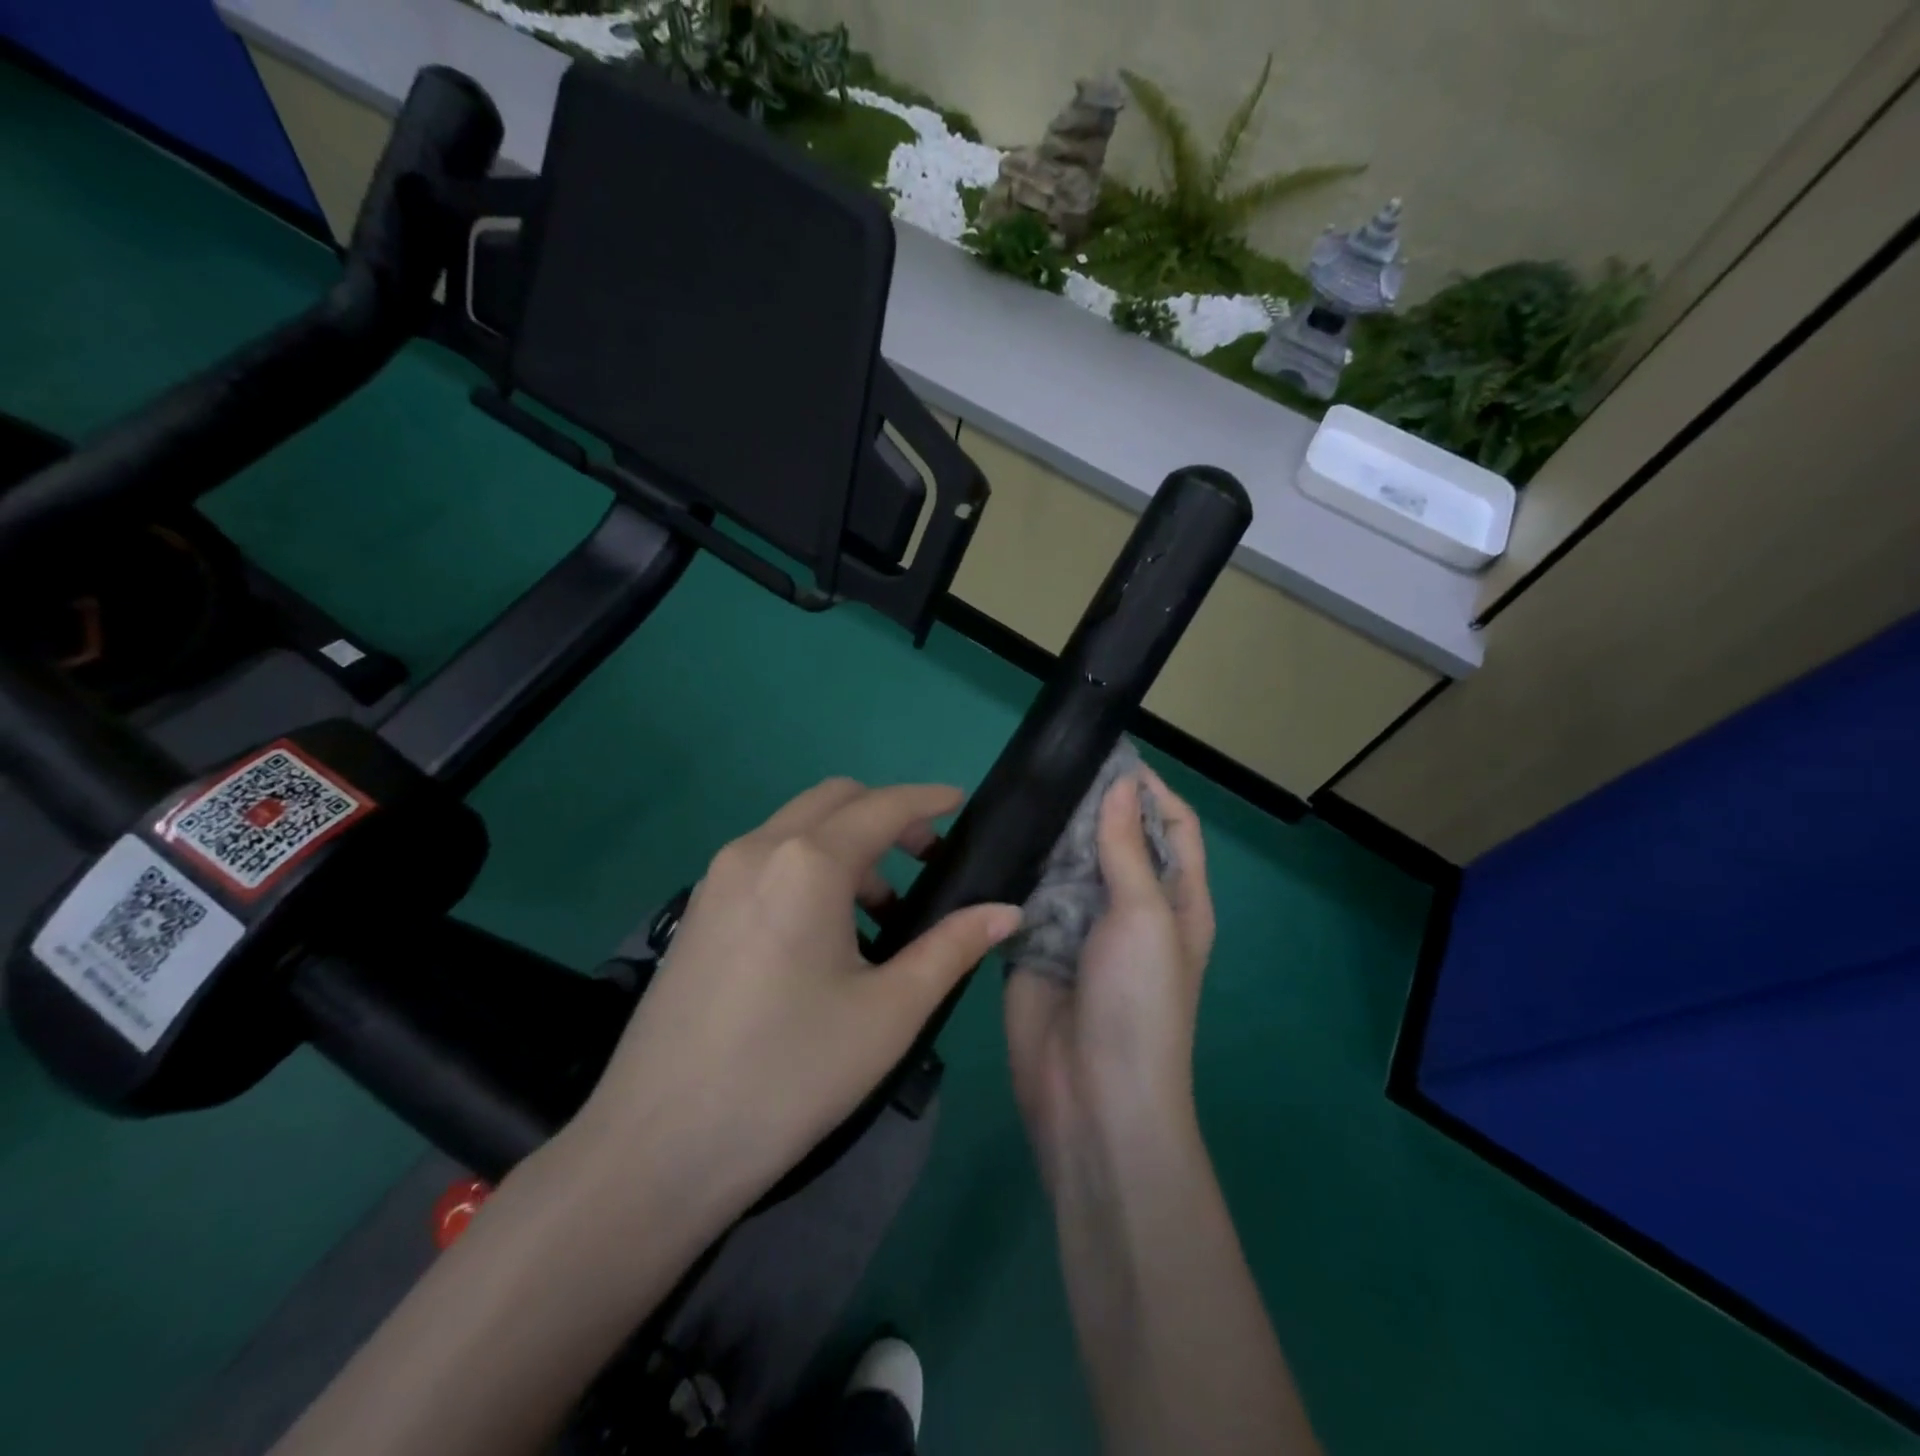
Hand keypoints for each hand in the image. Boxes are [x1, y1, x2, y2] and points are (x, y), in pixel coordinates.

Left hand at [567, 778, 1022, 1222]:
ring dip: (848, 845)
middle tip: (928, 860)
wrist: (658, 1147)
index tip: (961, 803)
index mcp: (807, 863)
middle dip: (887, 815)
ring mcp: (718, 877)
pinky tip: (827, 934)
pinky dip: (810, 867)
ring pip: (797, 828)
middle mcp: (756, 850)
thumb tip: (1007, 911)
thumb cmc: (791, 1073)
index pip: (882, 806)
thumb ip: (953, 947)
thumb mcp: (890, 1012)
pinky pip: (767, 859)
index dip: (928, 800)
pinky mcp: (699, 909)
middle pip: (835, 800)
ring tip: (883, 913)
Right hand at [1004, 767, 1214, 1189]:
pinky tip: (994, 841)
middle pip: (1114, 840)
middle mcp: (1130, 907)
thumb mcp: (1146, 918)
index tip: (1109, 756)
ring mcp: (1080, 926)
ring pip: (1066, 864)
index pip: (1173, 827)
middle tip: (1049, 770)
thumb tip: (1122, 784)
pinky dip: (1016, 871)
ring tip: (1016, 795)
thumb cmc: (1138, 1003)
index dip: (1150, 790)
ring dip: (1049, 836)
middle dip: (1090, 806)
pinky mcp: (1035, 945)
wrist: (1092, 1097)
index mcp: (1176, 899)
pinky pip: (1027, 897)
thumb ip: (1127, 850)